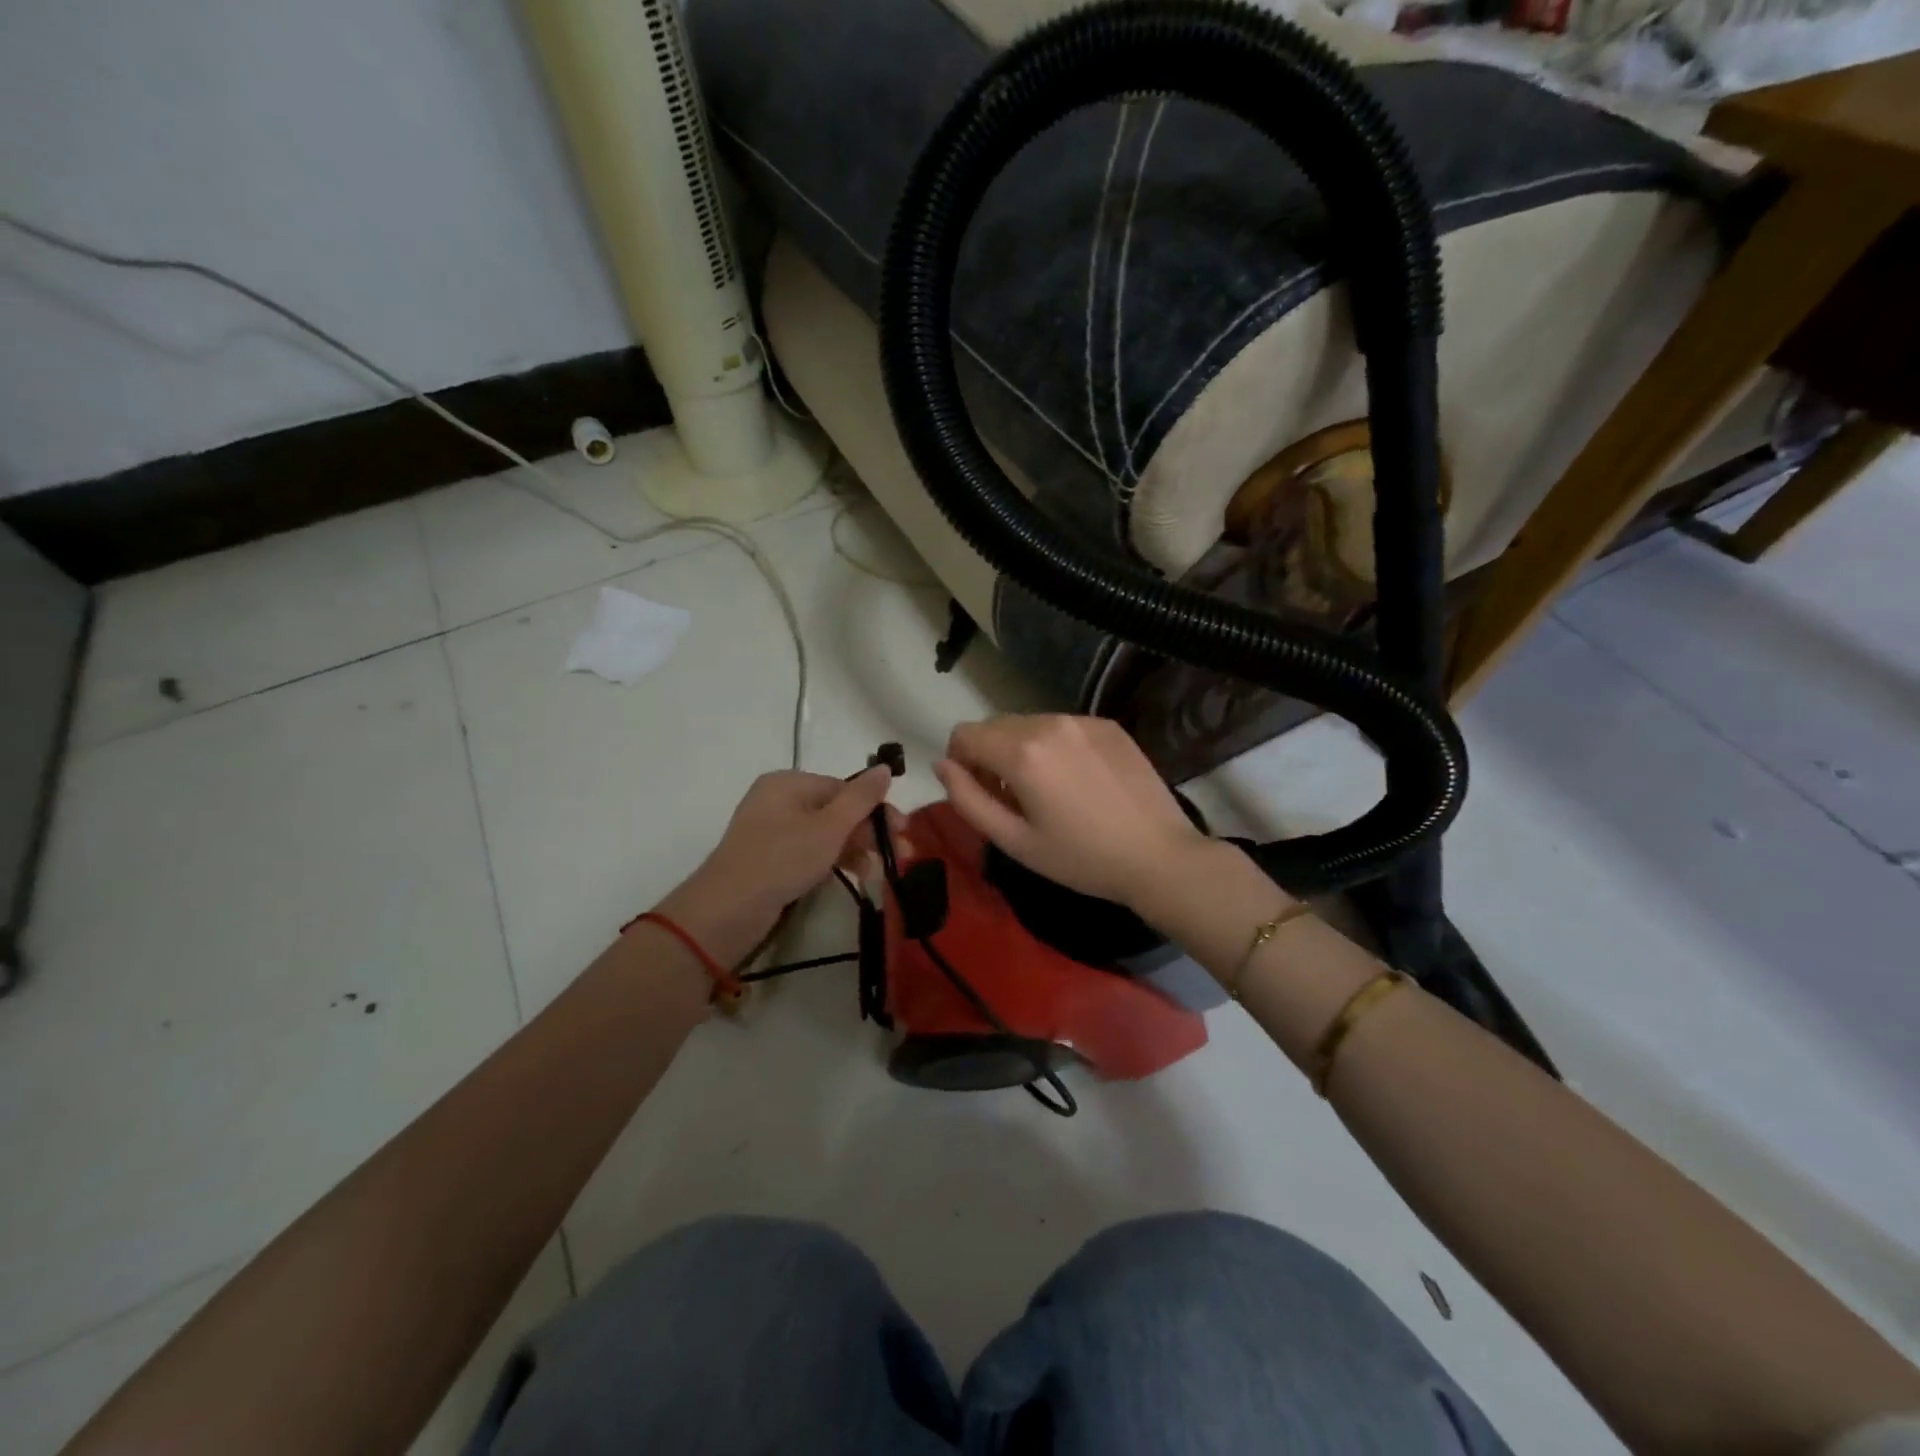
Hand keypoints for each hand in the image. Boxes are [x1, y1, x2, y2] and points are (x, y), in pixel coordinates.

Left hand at [659, 767, 895, 964]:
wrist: (728, 909)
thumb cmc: (782, 858)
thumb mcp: (830, 827)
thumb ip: (861, 798)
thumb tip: (885, 767)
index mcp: (789, 782)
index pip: (844, 788)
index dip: (876, 809)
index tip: (902, 832)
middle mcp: (778, 800)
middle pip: (835, 810)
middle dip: (869, 832)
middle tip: (901, 855)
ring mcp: (771, 831)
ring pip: (825, 833)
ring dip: (855, 849)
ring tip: (879, 873)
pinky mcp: (769, 859)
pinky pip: (809, 851)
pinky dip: (833, 860)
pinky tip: (855, 876)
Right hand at [933, 714, 1208, 908]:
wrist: (1159, 856)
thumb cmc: (1081, 858)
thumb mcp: (1014, 841)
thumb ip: (967, 800)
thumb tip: (942, 765)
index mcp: (1022, 752)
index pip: (964, 734)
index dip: (960, 763)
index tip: (980, 793)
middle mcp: (1050, 723)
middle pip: (995, 726)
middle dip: (989, 755)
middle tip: (1011, 798)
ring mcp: (1083, 720)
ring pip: (1029, 724)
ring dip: (1022, 749)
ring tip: (1048, 791)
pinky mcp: (1108, 725)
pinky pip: (1063, 727)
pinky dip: (1055, 746)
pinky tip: (1078, 781)